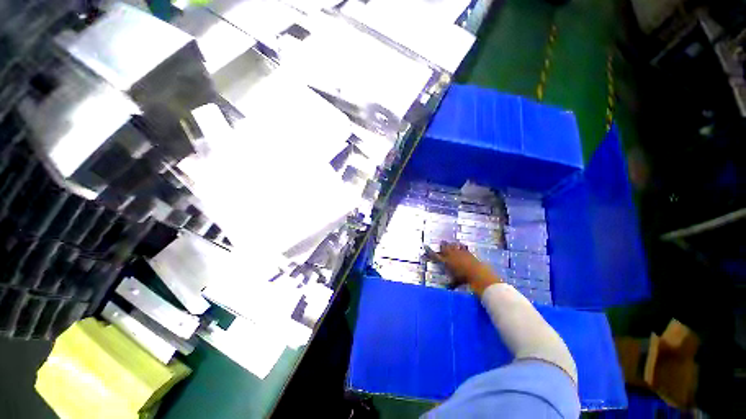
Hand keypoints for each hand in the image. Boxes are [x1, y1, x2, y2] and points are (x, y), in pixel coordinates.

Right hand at [431, 241, 501, 294]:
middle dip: (442, 245)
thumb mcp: (455, 282)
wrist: (477, 273)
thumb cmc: (464, 279)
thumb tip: (448, 289)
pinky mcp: (467, 252)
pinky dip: (460, 246)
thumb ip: (451, 284)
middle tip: (441, 243)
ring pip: (452, 245)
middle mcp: (450, 255)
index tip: (426, 246)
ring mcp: (459, 252)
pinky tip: (460, 244)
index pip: (434, 255)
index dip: (429, 251)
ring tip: (449, 243)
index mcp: (445, 262)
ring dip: (450, 244)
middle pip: (444, 247)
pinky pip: (462, 246)